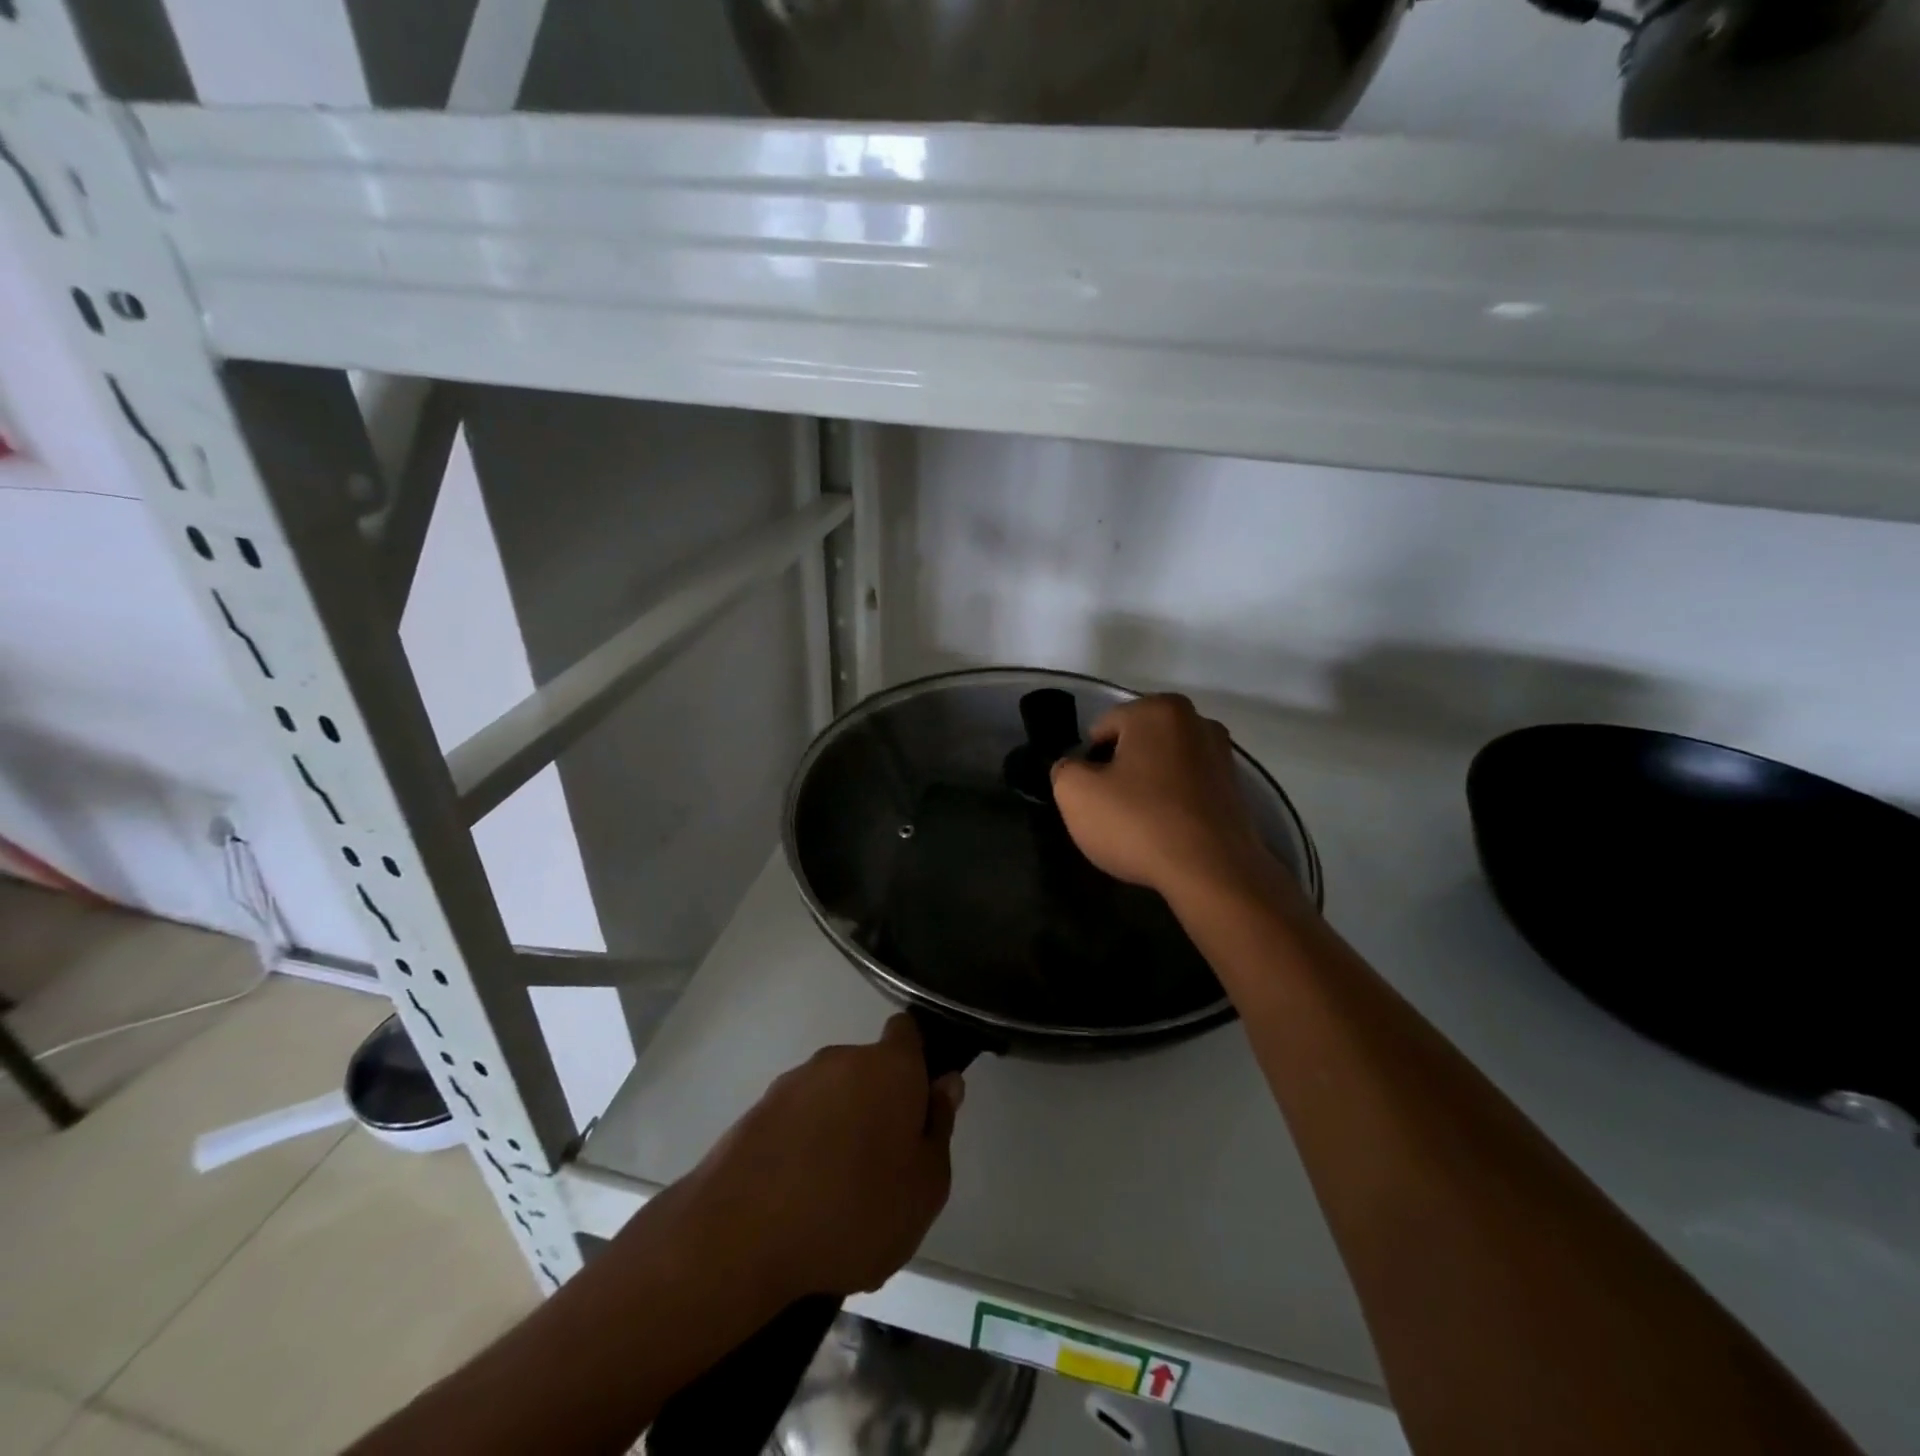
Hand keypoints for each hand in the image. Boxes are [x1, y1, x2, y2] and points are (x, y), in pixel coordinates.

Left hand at [670, 1014, 962, 1303]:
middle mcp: (841, 1059)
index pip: (908, 1032)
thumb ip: (940, 1128)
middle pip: (870, 1071)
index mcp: (890, 1067)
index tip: (920, 1104)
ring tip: (836, 1195)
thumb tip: (944, 1084)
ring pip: (832, 1097)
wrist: (741, 1235)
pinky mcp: (757, 1111)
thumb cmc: (854, 1210)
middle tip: (883, 1167)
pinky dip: (803, 1147)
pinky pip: (796, 1121)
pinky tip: (798, 1200)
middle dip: (879, 1106)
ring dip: (839, 1128)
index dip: (918, 1061)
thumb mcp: (925, 1187)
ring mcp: (794, 1082)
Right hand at [1051, 694, 1285, 906]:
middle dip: (1119, 772)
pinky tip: (1166, 834)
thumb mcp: (1075, 795)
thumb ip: (1064, 770)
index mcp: (1157, 709)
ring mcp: (1222, 754)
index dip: (1088, 763)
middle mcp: (1196, 721)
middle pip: (1135, 744)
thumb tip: (1074, 768)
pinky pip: (1187, 788)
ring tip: (1140, 826)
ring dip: (1147, 788)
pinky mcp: (1236, 788)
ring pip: (1162, 766)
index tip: (1090, 796)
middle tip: (1111, 811)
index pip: (1102, 728)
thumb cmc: (1139, 823)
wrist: (1213, 873)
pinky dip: (1173, 804)